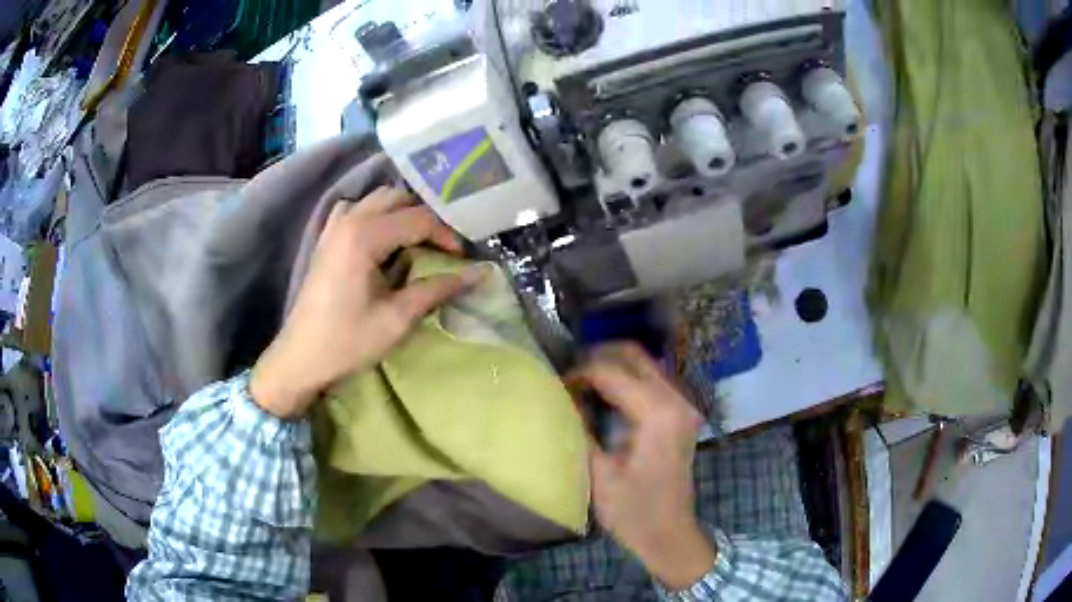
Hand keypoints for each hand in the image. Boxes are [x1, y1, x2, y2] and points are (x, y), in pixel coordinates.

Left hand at [250, 187, 483, 418]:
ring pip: (377, 200)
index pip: (418, 218)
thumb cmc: (348, 341)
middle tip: (444, 245)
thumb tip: (479, 274)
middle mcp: (349, 220)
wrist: (302, 358)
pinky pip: (356, 210)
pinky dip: (376, 216)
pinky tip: (383, 240)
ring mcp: (334, 226)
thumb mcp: (398, 318)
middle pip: (398, 199)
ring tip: (419, 240)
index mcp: (365, 236)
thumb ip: (437, 289)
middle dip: (426, 217)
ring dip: (402, 213)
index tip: (463, 258)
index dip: (447, 234)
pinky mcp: (327, 238)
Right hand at [570, 343, 715, 590]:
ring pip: (645, 364)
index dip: (580, 374)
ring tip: (582, 384)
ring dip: (613, 367)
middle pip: (635, 356)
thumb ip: (580, 429)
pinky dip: (627, 380)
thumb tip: (562, 398)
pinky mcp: (682, 414)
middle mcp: (676, 400)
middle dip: (597, 358)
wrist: (670, 534)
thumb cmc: (633, 511)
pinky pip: (652, 380)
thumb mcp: (598, 473)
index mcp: (657, 413)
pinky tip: (605, 397)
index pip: (612, 372)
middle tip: (569, 376)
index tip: (556, 387)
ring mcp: (684, 405)